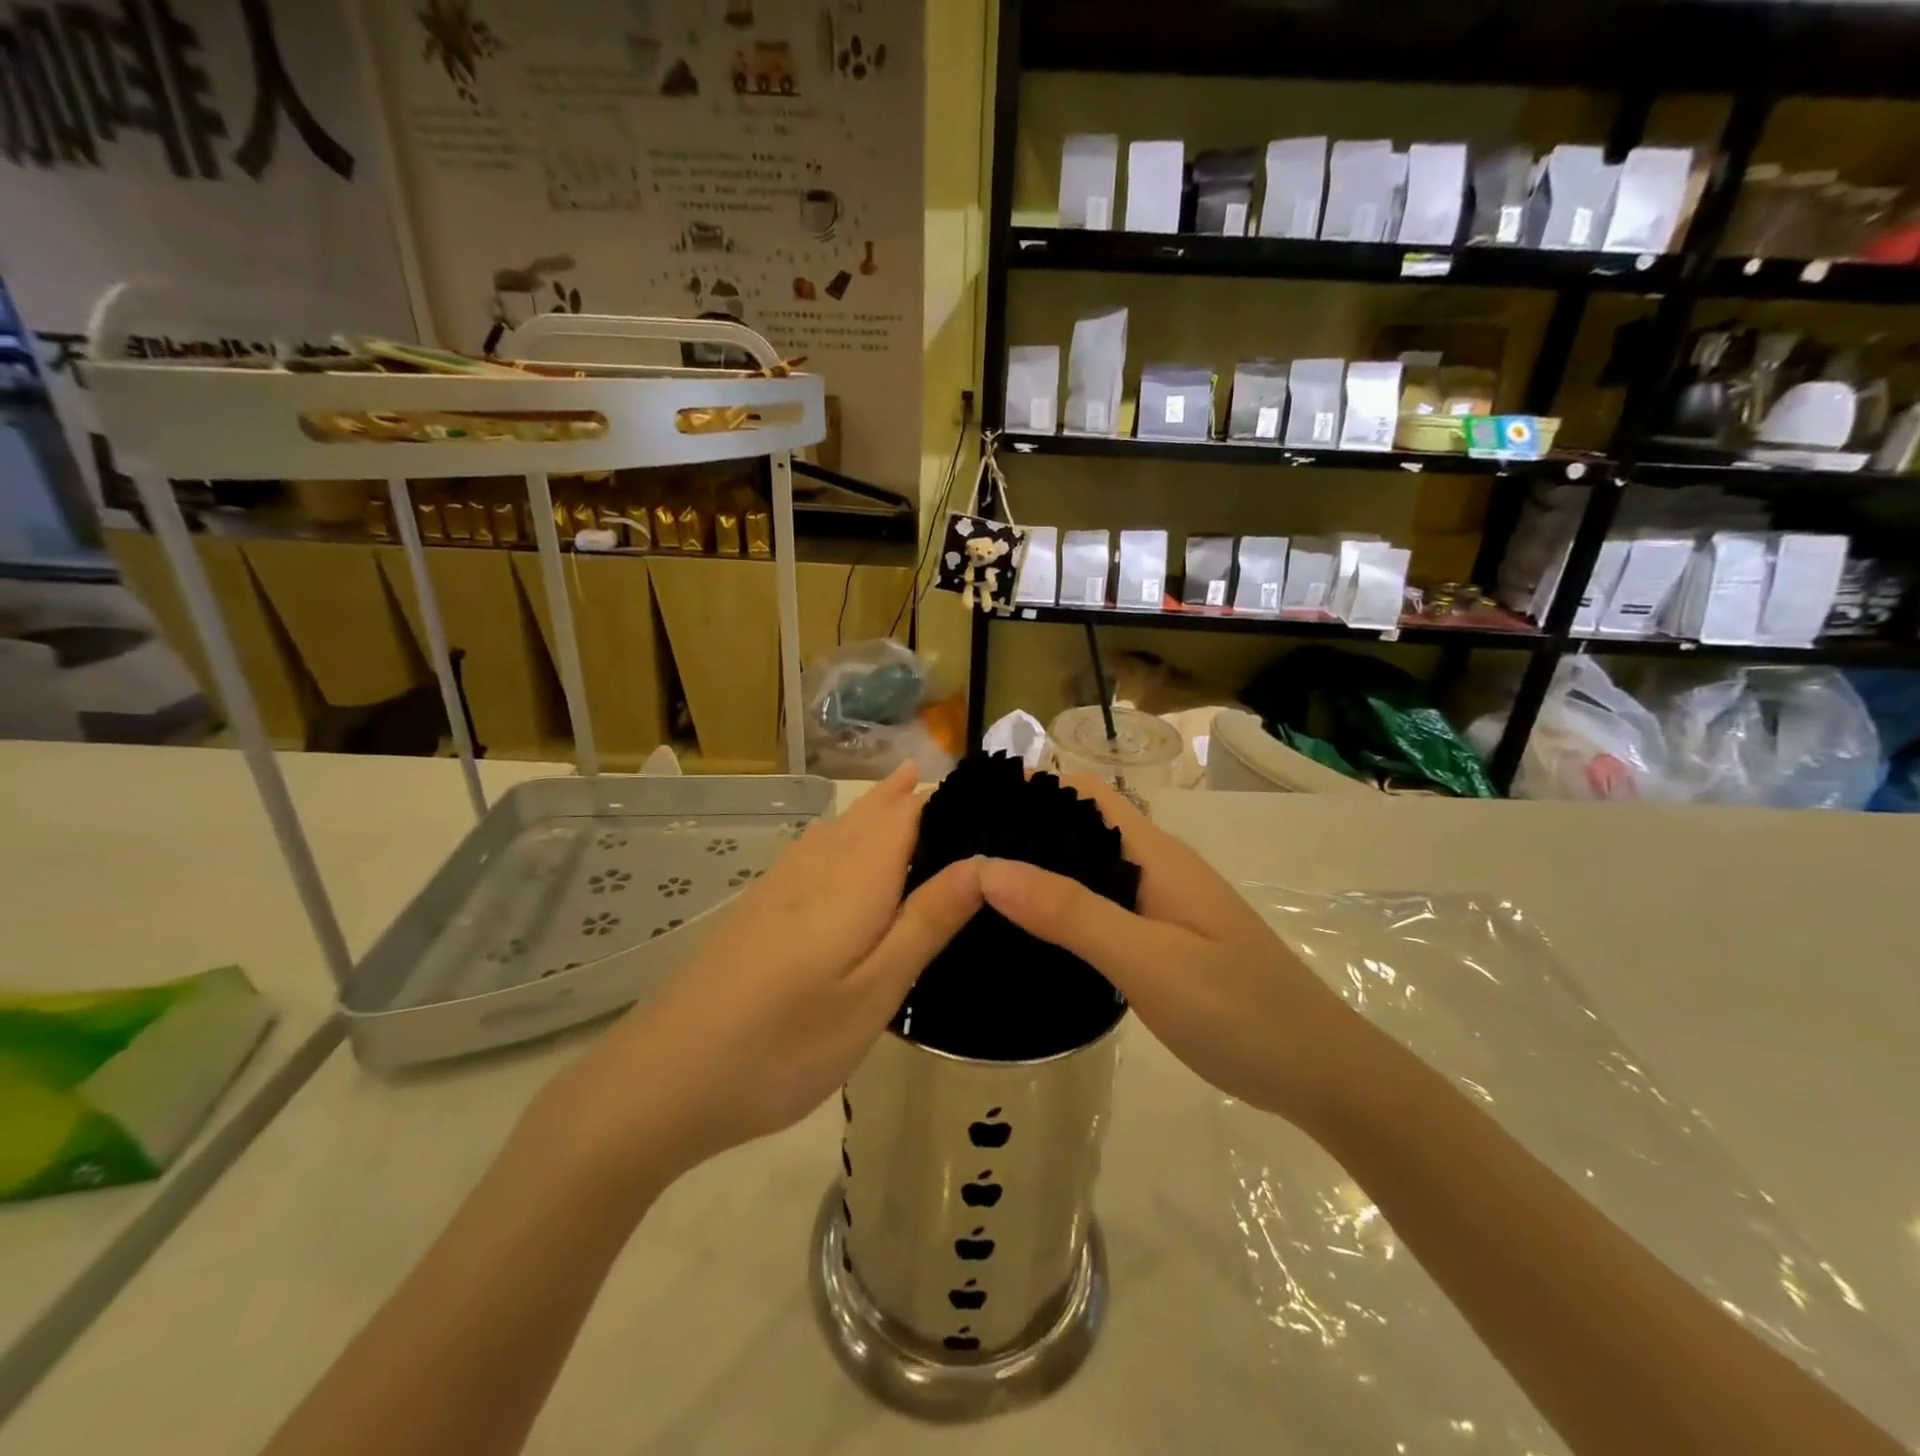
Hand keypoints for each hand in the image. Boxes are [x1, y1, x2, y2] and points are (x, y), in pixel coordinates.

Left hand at [548, 763, 980, 1193]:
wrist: (661, 1079)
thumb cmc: (785, 1043)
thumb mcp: (874, 993)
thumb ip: (927, 922)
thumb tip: (982, 863)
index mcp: (855, 878)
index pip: (907, 813)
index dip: (944, 798)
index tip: (986, 797)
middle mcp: (816, 866)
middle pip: (870, 813)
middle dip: (907, 794)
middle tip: (950, 781)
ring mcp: (778, 885)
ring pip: (838, 828)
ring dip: (874, 808)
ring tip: (905, 790)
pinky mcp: (755, 908)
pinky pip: (812, 850)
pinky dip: (842, 835)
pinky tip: (840, 847)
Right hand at [977, 776, 1357, 1126]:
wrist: (1321, 1074)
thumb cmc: (1238, 1011)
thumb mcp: (1147, 961)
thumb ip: (1070, 913)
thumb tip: (988, 867)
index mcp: (1156, 855)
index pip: (1086, 794)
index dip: (1032, 788)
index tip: (972, 805)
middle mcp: (1157, 868)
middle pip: (1082, 828)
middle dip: (1025, 830)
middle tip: (958, 853)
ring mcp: (1163, 905)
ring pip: (1090, 870)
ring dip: (1041, 871)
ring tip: (978, 889)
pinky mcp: (1163, 940)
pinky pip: (1101, 907)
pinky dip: (1062, 908)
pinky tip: (1030, 935)